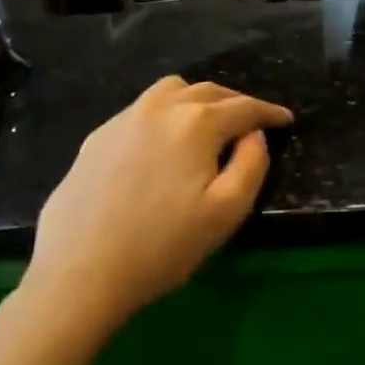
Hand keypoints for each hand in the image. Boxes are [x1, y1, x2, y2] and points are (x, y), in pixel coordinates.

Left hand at [20, 77, 293, 338]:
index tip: (286, 120)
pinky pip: (141, 110)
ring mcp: (125, 119)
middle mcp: (162, 107)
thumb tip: (254, 135)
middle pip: (209, 91)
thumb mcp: (226, 212)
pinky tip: (161, 143)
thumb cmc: (162, 246)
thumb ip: (252, 164)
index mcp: (198, 122)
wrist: (78, 273)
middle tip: (251, 123)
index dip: (269, 112)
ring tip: (206, 123)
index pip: (245, 107)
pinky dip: (164, 115)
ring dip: (197, 99)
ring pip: (171, 90)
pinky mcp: (97, 137)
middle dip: (236, 102)